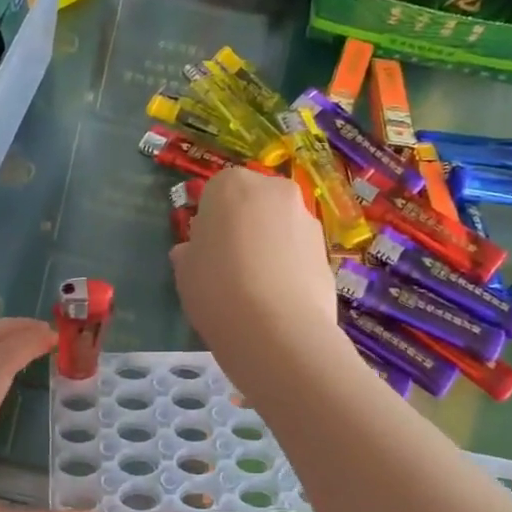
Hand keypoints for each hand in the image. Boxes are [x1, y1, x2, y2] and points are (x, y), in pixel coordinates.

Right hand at [172, 169, 342, 388]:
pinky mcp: (327, 250)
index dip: (210, 221)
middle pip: (254, 202)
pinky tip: (277, 297)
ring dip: (269, 244)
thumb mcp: (184, 270)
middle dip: (244, 225)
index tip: (206, 248)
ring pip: (280, 225)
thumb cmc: (216, 287)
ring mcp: (306, 218)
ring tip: (256, 285)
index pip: (216, 192)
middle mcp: (274, 190)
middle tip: (230, 263)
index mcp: (231, 184)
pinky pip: (299, 252)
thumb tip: (191, 252)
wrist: (275, 328)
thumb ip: (189, 253)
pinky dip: (289, 266)